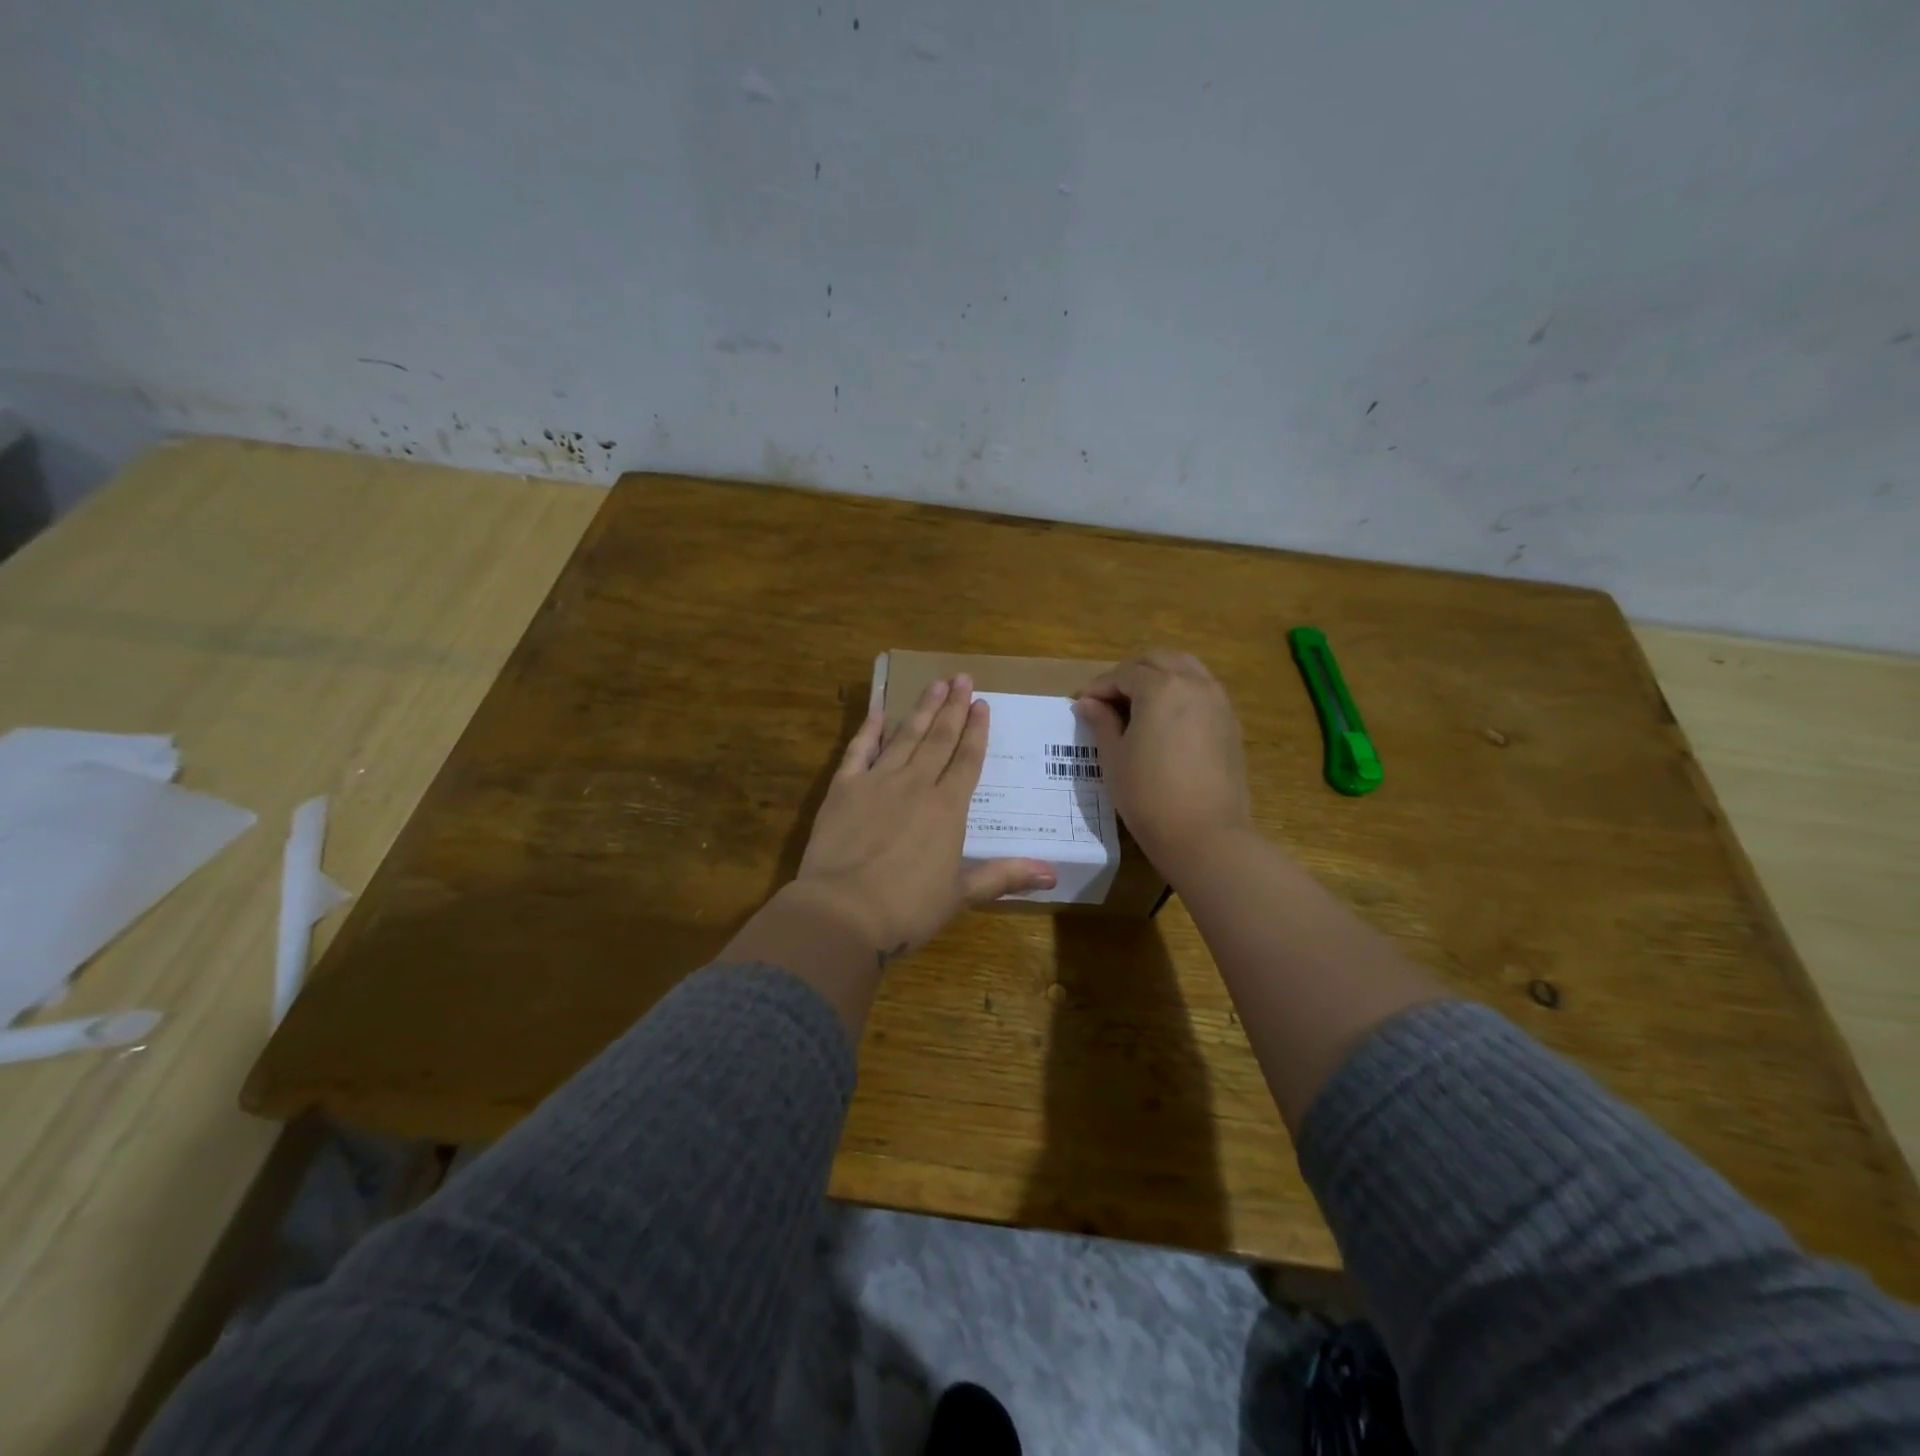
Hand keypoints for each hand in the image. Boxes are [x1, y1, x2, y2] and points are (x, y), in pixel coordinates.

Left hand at [789, 675, 1055, 965]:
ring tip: (935, 684)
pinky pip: (859, 750)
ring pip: (906, 737)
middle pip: (940, 738)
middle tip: (962, 678)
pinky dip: (869, 729)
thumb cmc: (907, 908)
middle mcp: (916, 784)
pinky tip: (880, 710)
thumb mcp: (961, 894)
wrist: (843, 911)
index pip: (968, 760)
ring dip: (922, 709)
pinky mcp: (844, 788)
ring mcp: (878, 782)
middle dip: (953, 707)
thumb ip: (1004, 877)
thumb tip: (1053, 873)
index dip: (977, 731)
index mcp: (948, 808)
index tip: (983, 703)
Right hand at [1073, 650, 1252, 872]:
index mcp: (1161, 687)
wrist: (1205, 834)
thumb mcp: (1114, 758)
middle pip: (1157, 660)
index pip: (1123, 674)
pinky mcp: (1230, 722)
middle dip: (1129, 674)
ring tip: (1137, 705)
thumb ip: (1101, 722)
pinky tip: (1166, 720)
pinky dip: (1181, 692)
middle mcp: (1193, 683)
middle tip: (1108, 701)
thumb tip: (1088, 703)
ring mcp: (1218, 701)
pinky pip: (1202, 690)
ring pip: (1185, 668)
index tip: (1081, 705)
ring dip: (1158, 677)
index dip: (1098, 687)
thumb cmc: (1148, 795)